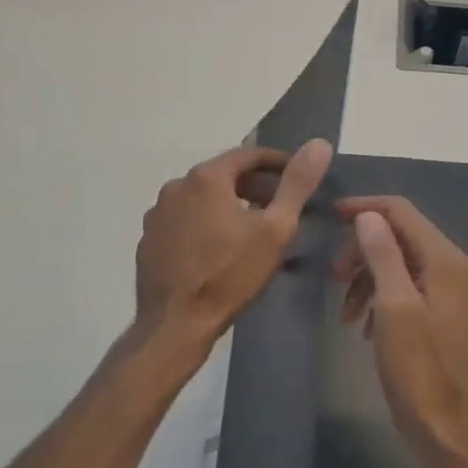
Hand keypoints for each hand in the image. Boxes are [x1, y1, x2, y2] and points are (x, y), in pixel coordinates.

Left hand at [135, 139, 332, 348]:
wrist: (176, 323)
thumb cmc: (230, 274)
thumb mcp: (275, 229)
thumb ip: (297, 184)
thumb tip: (319, 144)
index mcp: (206, 177)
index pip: (248, 155)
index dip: (277, 163)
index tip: (297, 176)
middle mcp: (176, 186)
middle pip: (223, 175)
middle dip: (254, 186)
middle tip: (280, 206)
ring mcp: (158, 214)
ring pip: (202, 199)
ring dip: (228, 205)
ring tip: (252, 229)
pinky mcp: (149, 239)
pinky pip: (184, 220)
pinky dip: (205, 223)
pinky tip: (219, 248)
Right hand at [334, 196, 467, 467]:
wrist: (447, 429)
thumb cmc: (419, 369)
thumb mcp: (394, 307)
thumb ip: (383, 255)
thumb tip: (368, 215)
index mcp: (444, 260)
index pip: (402, 211)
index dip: (365, 208)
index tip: (330, 216)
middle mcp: (451, 268)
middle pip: (399, 236)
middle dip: (362, 250)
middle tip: (333, 276)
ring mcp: (448, 292)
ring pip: (398, 264)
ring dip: (366, 278)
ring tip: (345, 312)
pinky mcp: (440, 314)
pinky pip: (405, 289)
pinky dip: (379, 298)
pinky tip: (362, 326)